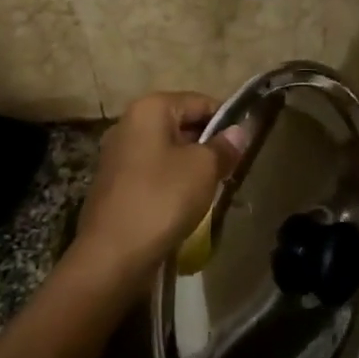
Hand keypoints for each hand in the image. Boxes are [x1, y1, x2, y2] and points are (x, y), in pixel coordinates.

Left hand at [71, 91, 245, 289]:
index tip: (246, 143)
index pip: (199, 101)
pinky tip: (187, 204)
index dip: (227, 119)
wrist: (112, 256)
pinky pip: (153, 173)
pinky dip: (172, 183)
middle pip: (181, 125)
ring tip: (214, 188)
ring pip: (168, 151)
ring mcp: (118, 155)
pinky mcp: (114, 184)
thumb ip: (224, 146)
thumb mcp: (204, 169)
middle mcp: (128, 124)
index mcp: (149, 109)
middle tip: (233, 168)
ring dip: (192, 166)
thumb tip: (240, 131)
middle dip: (209, 144)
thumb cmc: (162, 199)